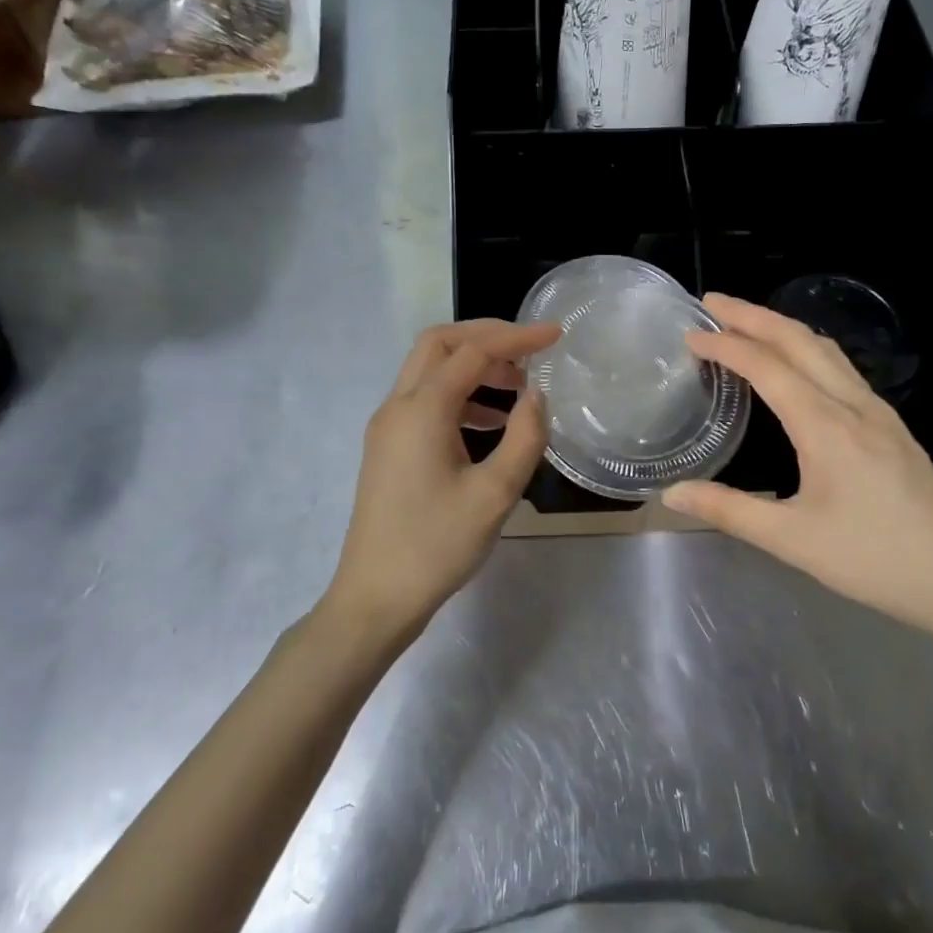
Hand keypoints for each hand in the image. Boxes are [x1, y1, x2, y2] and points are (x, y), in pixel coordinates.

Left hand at [322, 319, 558, 636]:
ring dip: (472, 366)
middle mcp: (397, 406)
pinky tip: (490, 422)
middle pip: (439, 344)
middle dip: (486, 337)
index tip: (556, 335)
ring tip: (518, 389)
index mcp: (421, 410)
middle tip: (529, 350)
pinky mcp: (387, 447)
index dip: (517, 338)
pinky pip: (424, 400)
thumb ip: (524, 438)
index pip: (473, 352)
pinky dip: (459, 395)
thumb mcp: (495, 494)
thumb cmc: (437, 546)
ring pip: (429, 370)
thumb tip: (536, 397)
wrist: (376, 596)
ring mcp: (387, 427)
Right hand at [661, 294, 932, 637]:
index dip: (726, 346)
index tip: (691, 335)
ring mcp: (878, 412)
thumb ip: (728, 511)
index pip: (767, 367)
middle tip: (712, 303)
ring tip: (747, 323)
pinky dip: (807, 349)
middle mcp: (853, 405)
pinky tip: (798, 365)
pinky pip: (842, 368)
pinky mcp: (892, 426)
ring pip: (826, 349)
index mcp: (826, 426)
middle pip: (799, 341)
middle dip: (753, 316)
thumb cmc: (875, 558)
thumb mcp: (792, 540)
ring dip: (783, 327)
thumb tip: (671, 494)